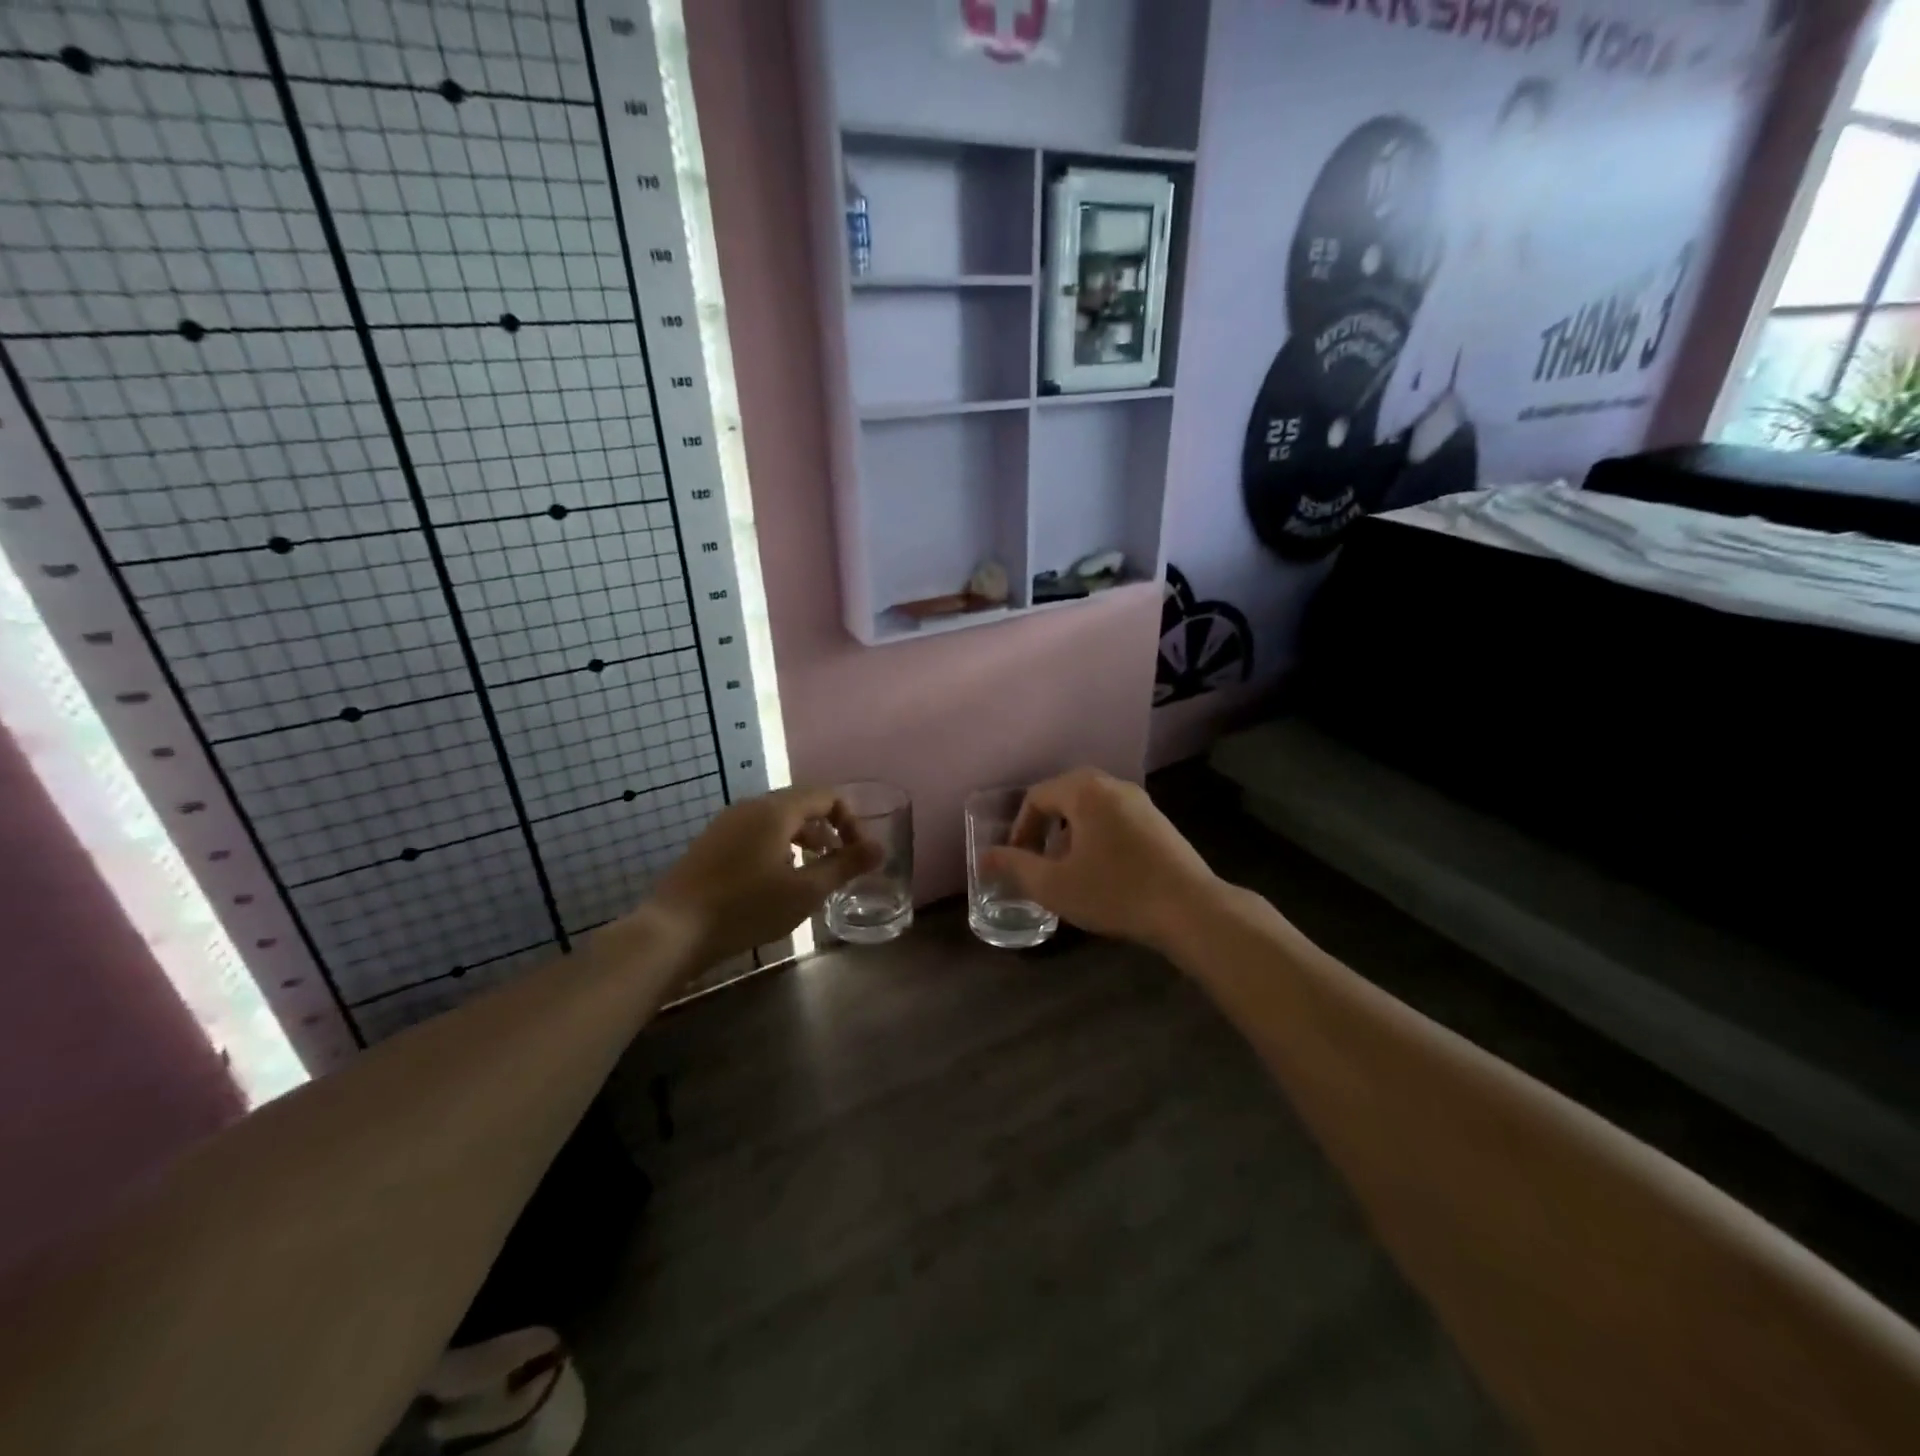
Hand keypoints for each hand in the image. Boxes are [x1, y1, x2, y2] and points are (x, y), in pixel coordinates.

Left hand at [647, 786, 881, 966]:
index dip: (851, 820)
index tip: (857, 853)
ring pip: (777, 820)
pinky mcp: (711, 843)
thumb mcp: (805, 891)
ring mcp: (726, 823)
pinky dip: (778, 847)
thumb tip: (880, 848)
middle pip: (802, 805)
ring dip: (803, 840)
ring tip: (811, 874)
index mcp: (776, 809)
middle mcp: (751, 806)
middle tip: (839, 864)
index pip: (827, 796)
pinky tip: (774, 882)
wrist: (673, 930)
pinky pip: (755, 833)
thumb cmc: (746, 907)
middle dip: (828, 831)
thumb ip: (846, 866)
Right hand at [980, 768, 1220, 951]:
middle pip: (1064, 797)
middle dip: (1044, 829)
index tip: (1016, 860)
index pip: (1036, 797)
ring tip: (1068, 870)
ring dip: (1070, 834)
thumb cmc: (1115, 892)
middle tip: (1038, 862)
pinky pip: (1114, 818)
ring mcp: (1140, 801)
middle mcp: (1112, 785)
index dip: (1019, 829)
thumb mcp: (1055, 885)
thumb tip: (985, 858)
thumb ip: (1015, 867)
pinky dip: (1096, 837)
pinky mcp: (1158, 821)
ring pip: (1090, 809)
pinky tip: (1103, 872)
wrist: (1190, 908)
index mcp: (1084, 791)